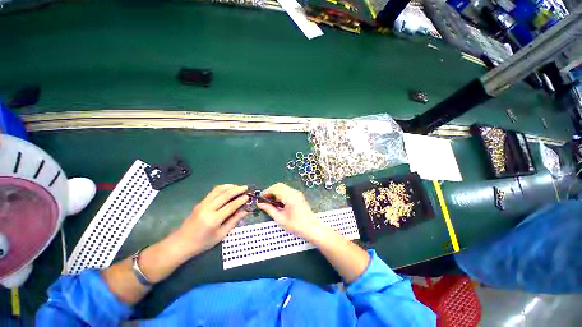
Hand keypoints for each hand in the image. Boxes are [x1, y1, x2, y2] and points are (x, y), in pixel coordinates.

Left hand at [172, 184, 248, 257]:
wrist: (181, 243)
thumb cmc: (203, 243)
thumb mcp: (221, 235)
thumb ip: (234, 221)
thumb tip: (245, 211)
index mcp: (213, 220)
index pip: (230, 206)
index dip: (241, 200)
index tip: (248, 196)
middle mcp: (207, 209)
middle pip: (225, 195)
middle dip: (237, 189)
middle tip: (246, 187)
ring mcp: (202, 204)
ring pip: (218, 190)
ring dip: (229, 186)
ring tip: (238, 186)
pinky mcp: (200, 202)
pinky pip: (213, 192)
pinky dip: (222, 188)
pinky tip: (228, 189)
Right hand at [257, 183, 324, 240]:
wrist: (311, 228)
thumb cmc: (296, 226)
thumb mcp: (280, 219)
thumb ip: (269, 210)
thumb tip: (260, 204)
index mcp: (290, 197)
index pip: (275, 189)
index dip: (266, 192)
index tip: (261, 198)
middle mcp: (294, 192)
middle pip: (279, 185)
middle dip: (270, 190)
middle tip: (264, 199)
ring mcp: (297, 193)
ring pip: (283, 187)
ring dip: (275, 191)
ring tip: (271, 201)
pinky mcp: (298, 195)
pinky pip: (287, 190)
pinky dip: (280, 193)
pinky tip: (278, 202)